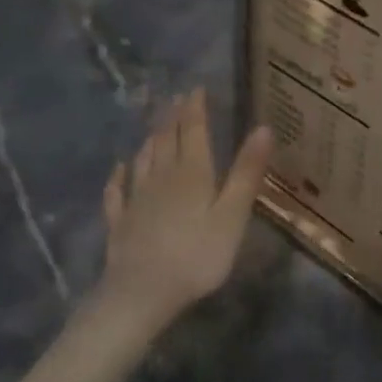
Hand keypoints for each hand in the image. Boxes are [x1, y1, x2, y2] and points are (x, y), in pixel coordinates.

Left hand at [91, 90, 273, 336]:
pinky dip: (118, 177)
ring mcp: (137, 200)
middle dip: (172, 118)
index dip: (195, 108)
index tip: (195, 88)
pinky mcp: (121, 223)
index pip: (193, 131)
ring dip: (150, 140)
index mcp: (192, 173)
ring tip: (155, 127)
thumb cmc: (198, 255)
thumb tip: (264, 127)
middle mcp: (161, 178)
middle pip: (166, 140)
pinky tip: (118, 169)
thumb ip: (246, 172)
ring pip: (142, 160)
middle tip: (175, 99)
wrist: (142, 294)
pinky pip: (117, 192)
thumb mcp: (233, 215)